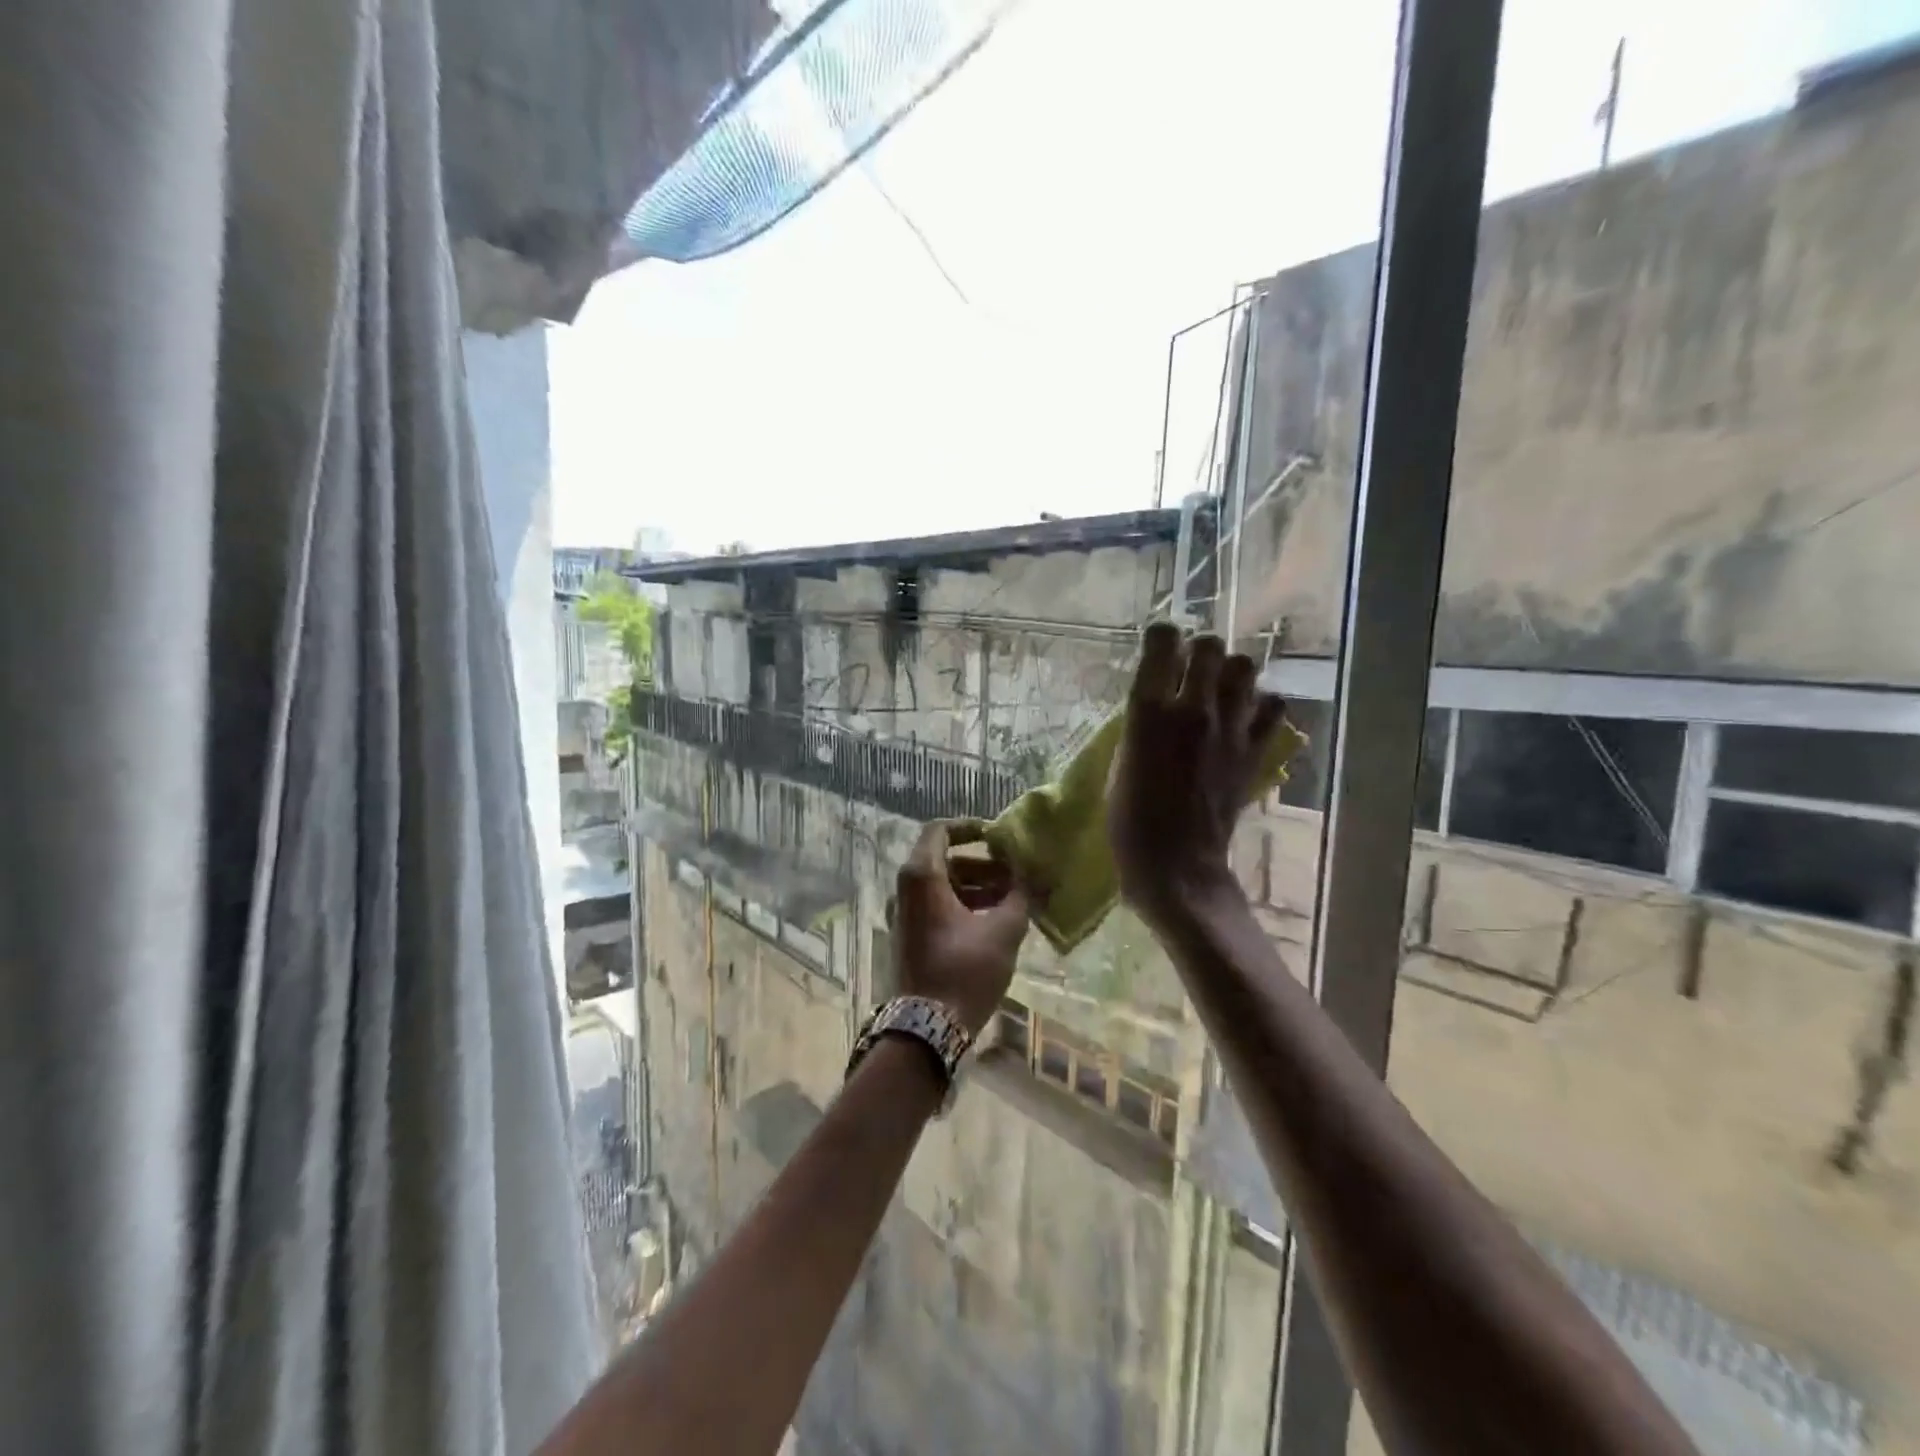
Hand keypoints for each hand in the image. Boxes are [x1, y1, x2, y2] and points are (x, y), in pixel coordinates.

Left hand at [893, 820, 1031, 1036]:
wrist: (927, 1027)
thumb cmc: (964, 970)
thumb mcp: (1003, 931)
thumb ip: (1021, 896)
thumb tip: (1035, 875)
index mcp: (922, 876)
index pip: (940, 831)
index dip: (970, 828)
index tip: (999, 837)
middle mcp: (906, 889)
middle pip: (945, 860)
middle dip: (983, 864)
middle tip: (1016, 876)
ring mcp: (905, 914)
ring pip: (943, 885)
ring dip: (978, 887)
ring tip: (1013, 900)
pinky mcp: (911, 936)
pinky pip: (938, 906)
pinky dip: (965, 905)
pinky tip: (996, 921)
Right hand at [1109, 623, 1287, 924]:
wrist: (1176, 866)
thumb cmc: (1130, 820)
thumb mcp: (1120, 763)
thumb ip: (1141, 724)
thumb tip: (1159, 699)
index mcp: (1149, 711)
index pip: (1163, 641)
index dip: (1162, 637)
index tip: (1159, 647)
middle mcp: (1193, 709)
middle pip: (1210, 646)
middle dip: (1200, 650)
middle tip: (1191, 668)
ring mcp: (1229, 729)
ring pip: (1246, 667)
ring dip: (1232, 671)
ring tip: (1219, 688)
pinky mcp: (1253, 751)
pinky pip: (1272, 706)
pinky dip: (1260, 704)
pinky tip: (1244, 716)